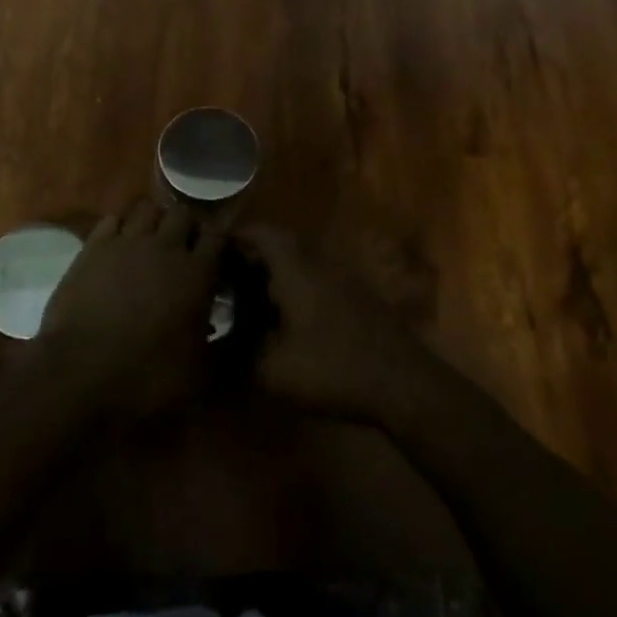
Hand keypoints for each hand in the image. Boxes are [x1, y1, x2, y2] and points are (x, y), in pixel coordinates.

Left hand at [37, 199, 225, 417]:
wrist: (80, 376)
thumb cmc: (147, 378)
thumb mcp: (200, 370)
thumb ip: (219, 341)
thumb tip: (227, 328)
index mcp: (198, 273)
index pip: (218, 234)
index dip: (219, 241)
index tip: (216, 256)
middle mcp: (166, 247)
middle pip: (182, 214)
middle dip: (186, 226)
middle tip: (182, 248)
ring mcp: (127, 242)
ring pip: (147, 208)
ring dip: (153, 220)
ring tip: (150, 240)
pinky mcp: (93, 247)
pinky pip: (112, 219)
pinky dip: (119, 226)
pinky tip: (117, 245)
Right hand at [235, 226, 436, 424]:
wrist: (400, 382)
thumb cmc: (332, 368)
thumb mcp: (274, 370)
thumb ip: (241, 353)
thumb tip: (219, 345)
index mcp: (296, 270)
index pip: (263, 234)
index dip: (238, 236)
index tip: (215, 251)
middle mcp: (319, 265)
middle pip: (282, 246)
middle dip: (252, 258)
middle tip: (226, 280)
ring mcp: (342, 280)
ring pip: (300, 265)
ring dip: (275, 276)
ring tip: (249, 302)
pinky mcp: (356, 299)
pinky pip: (316, 281)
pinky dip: (295, 291)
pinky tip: (285, 321)